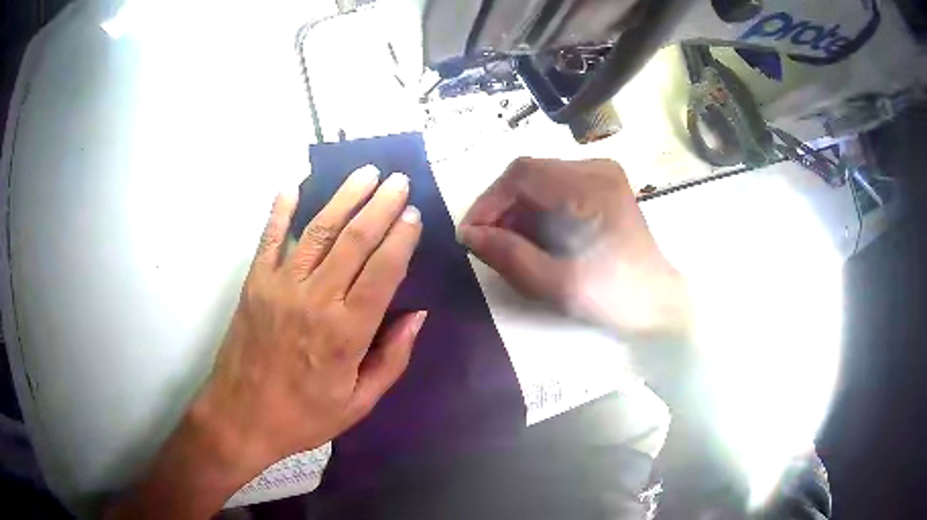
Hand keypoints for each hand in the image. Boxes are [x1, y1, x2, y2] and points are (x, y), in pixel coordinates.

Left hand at [109, 166, 424, 518]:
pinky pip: (270, 239)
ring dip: (343, 197)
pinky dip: (281, 210)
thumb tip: (417, 316)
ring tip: (365, 173)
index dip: (401, 238)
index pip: (382, 271)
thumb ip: (392, 358)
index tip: (413, 213)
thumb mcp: (359, 403)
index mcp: (347, 332)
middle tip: (398, 180)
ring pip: (318, 231)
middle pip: (354, 240)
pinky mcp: (254, 283)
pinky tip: (293, 185)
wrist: (241, 417)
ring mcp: (280, 286)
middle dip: (380, 205)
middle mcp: (316, 299)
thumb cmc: (304, 416)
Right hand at [459, 157, 688, 340]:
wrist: (657, 302)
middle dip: (501, 207)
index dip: (488, 201)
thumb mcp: (555, 283)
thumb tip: (468, 234)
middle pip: (530, 173)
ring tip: (508, 243)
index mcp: (590, 187)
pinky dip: (537, 209)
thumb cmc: (613, 297)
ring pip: (540, 180)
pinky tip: (534, 236)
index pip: (522, 174)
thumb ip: (508, 255)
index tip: (470, 234)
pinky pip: (556, 187)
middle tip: (486, 243)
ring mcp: (603, 174)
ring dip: (518, 209)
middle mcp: (596, 169)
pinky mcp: (604, 186)